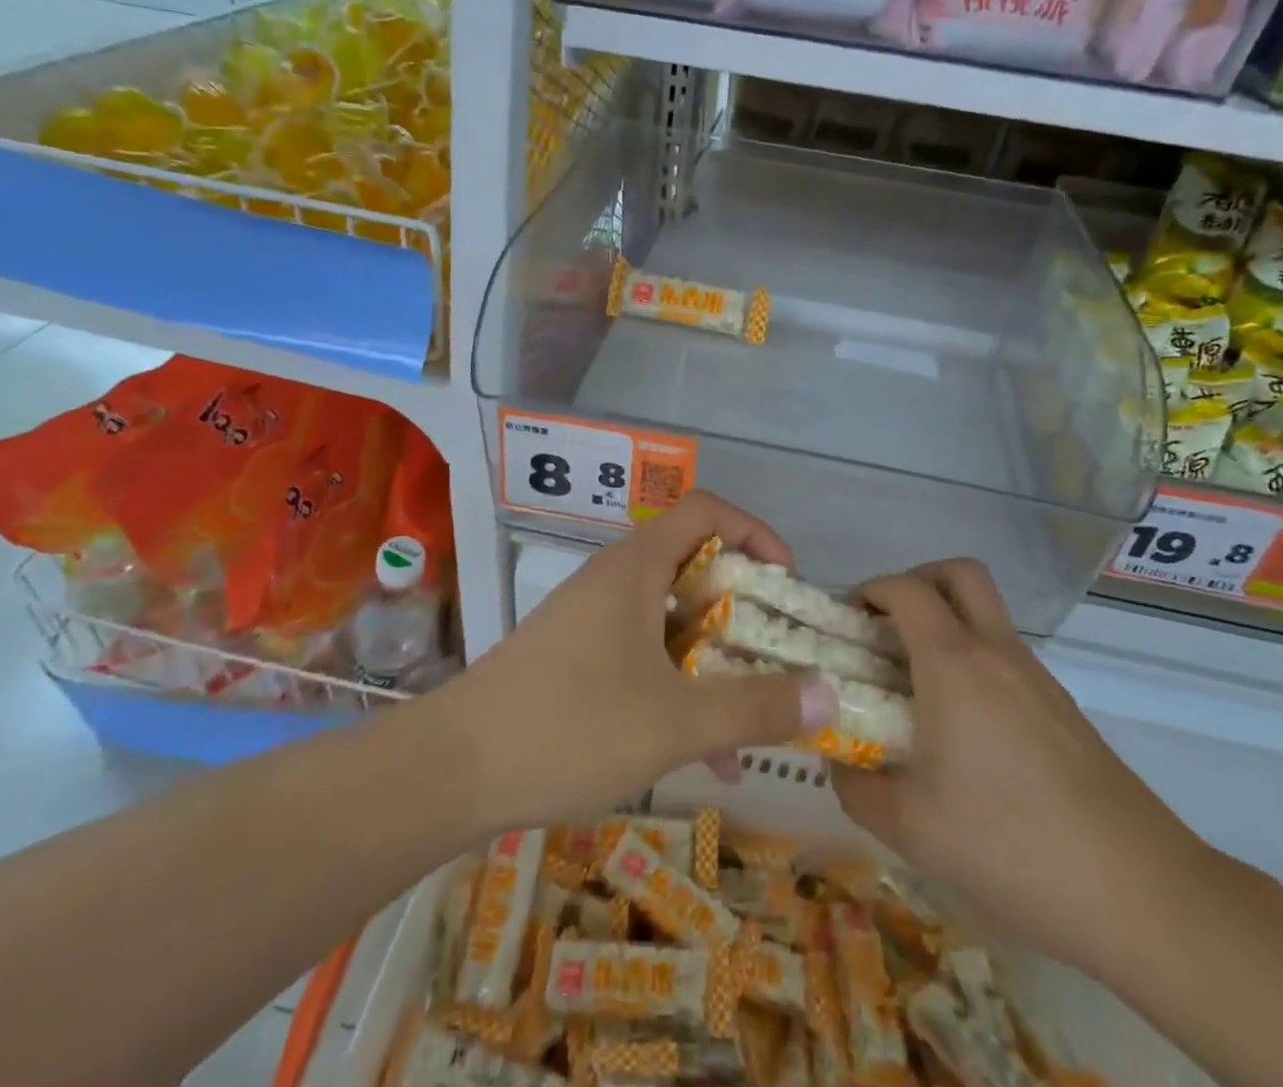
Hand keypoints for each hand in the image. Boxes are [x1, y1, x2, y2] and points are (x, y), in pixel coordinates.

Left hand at [435, 490, 837, 834]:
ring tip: (748, 722)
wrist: (451, 771)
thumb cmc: (570, 726)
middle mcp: (614, 579)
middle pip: (694, 566)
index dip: (755, 532)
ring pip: (671, 620)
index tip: (787, 581)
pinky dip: (678, 686)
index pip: (707, 511)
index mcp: (637, 566)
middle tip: (778, 651)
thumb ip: (756, 707)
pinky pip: (644, 653)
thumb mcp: (676, 723)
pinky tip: (699, 753)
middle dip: (743, 608)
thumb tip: (830, 695)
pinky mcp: (574, 657)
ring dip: (713, 661)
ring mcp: (591, 618)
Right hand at [833, 560, 1213, 982]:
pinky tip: (963, 727)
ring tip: (915, 683)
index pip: (905, 589)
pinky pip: (1006, 654)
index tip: (844, 624)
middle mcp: (997, 652)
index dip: (868, 591)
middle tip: (886, 627)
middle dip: (916, 582)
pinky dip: (973, 660)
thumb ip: (858, 788)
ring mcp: (1037, 677)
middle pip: (959, 573)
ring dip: (946, 622)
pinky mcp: (1063, 707)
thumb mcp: (910, 828)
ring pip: (986, 613)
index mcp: (954, 664)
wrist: (1140, 893)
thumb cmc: (1011, 845)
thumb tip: (839, 764)